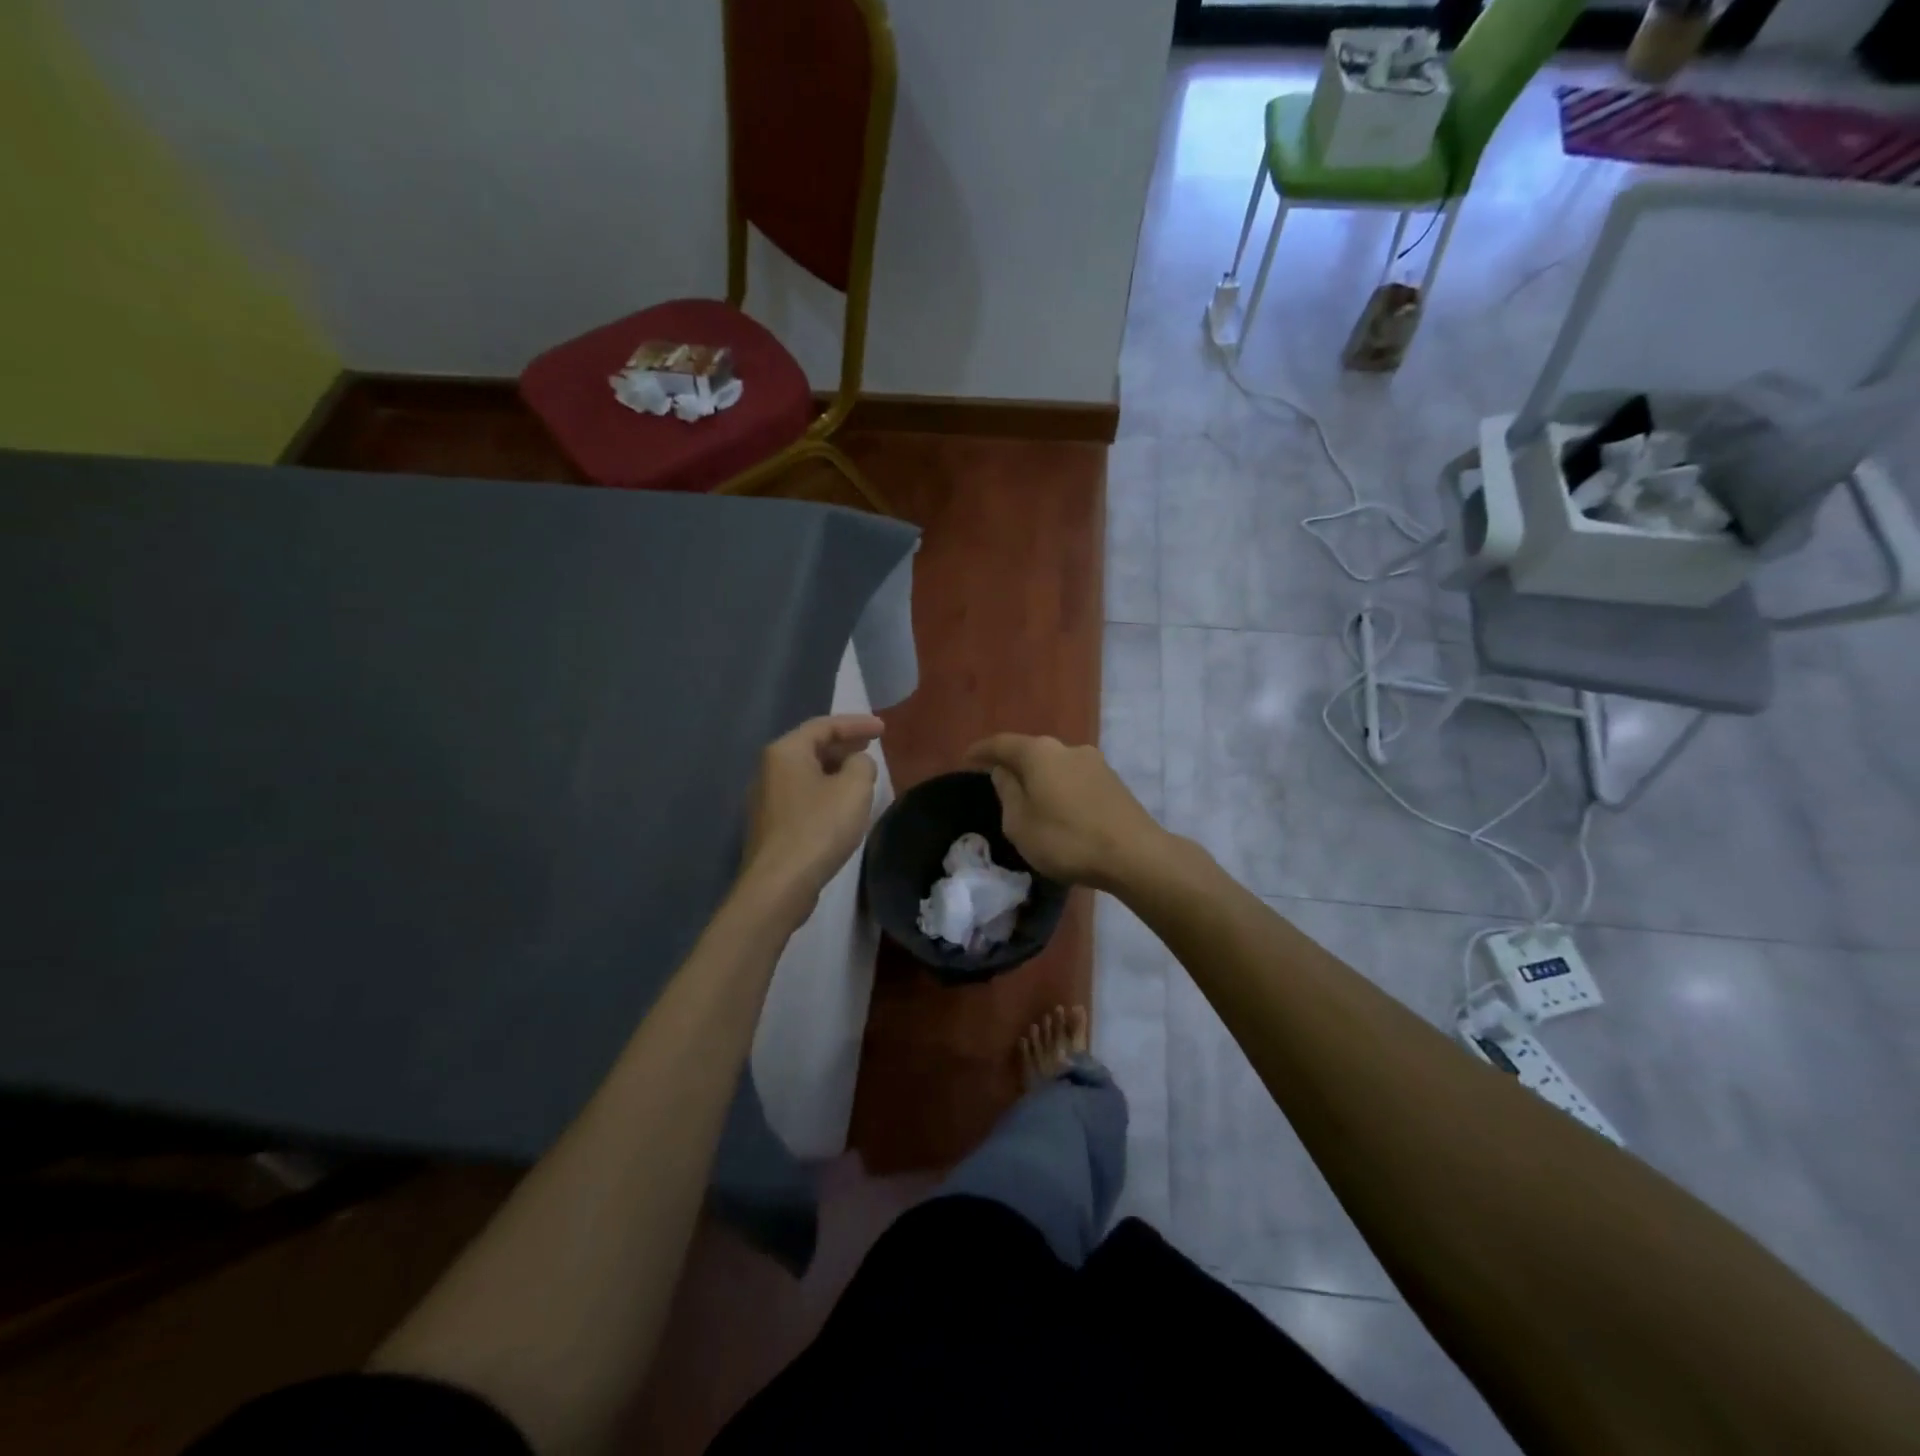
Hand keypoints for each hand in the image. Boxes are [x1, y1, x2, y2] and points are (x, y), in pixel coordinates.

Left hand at [741, 714, 882, 922]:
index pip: (824, 726)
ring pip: (805, 773)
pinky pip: (801, 795)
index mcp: (786, 752)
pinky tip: (840, 804)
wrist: (779, 884)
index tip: (883, 729)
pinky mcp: (770, 826)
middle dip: (843, 744)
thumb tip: (856, 763)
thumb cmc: (819, 828)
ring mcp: (765, 799)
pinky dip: (823, 790)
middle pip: (811, 747)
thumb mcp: (854, 788)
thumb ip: (862, 764)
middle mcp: (769, 769)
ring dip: (834, 769)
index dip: (856, 723)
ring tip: (859, 773)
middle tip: (871, 745)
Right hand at [963, 734, 1165, 890]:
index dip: (981, 751)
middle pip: (1031, 751)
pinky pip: (1074, 778)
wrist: (1134, 854)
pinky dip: (1060, 788)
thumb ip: (1007, 793)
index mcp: (1039, 753)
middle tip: (997, 782)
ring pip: (1055, 765)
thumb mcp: (1020, 823)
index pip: (1001, 744)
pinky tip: (1059, 809)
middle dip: (1013, 764)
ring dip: (1039, 778)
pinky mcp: (1112, 781)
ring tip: (1029, 799)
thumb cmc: (1067, 840)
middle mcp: (1067, 748)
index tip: (966, 759)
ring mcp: (1094, 762)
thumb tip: (1004, 772)